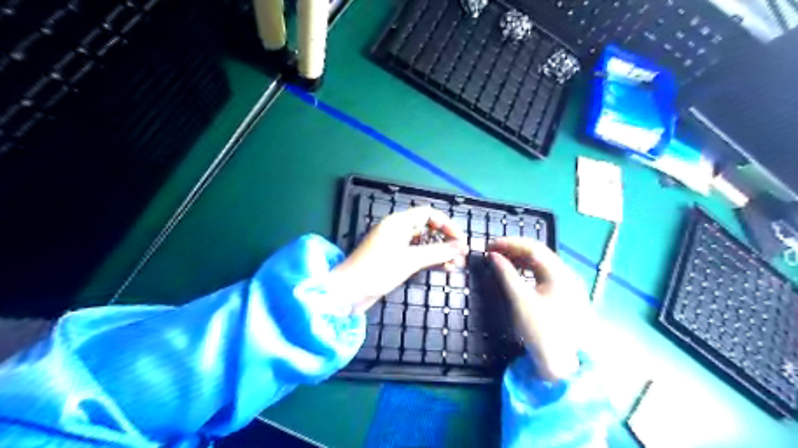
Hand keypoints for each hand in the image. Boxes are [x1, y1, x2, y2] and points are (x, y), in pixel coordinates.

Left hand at [330, 207, 469, 313]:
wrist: (349, 291)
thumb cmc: (379, 270)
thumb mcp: (411, 260)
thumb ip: (438, 252)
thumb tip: (462, 247)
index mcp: (399, 222)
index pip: (429, 214)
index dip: (447, 224)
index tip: (461, 240)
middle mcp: (397, 230)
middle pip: (428, 228)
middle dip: (445, 240)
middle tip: (461, 256)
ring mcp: (395, 245)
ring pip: (423, 243)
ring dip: (439, 252)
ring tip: (456, 266)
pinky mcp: (393, 259)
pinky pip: (416, 254)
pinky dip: (429, 260)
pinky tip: (443, 268)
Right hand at [486, 239, 583, 380]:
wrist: (560, 365)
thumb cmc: (540, 331)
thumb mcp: (520, 300)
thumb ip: (506, 274)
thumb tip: (493, 255)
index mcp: (560, 274)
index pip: (533, 248)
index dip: (510, 243)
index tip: (490, 245)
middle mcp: (566, 274)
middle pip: (538, 253)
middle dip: (514, 249)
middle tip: (492, 251)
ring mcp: (566, 285)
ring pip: (540, 263)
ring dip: (519, 259)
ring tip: (499, 259)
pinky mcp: (562, 294)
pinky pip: (542, 274)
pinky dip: (526, 270)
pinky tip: (514, 272)